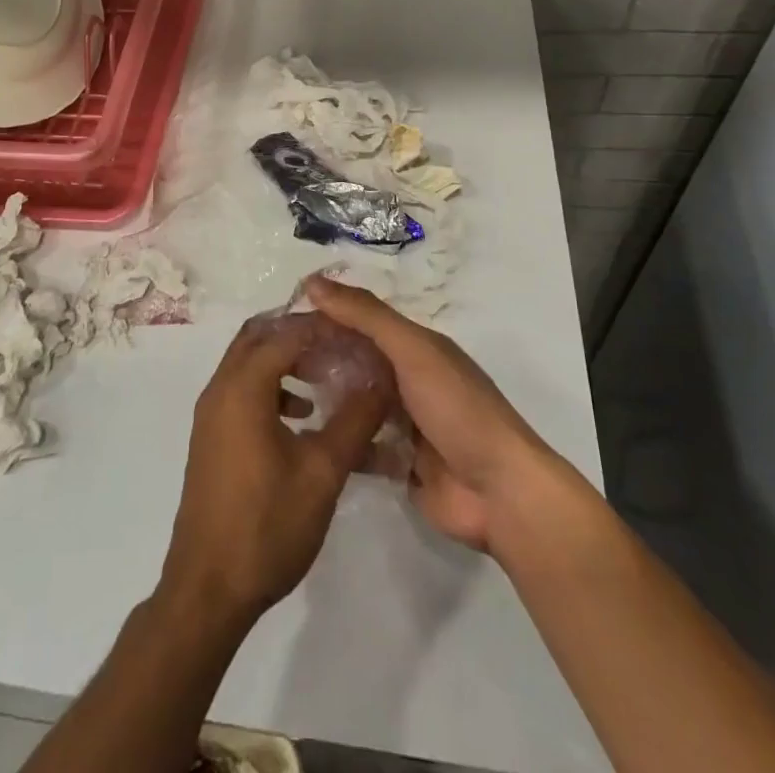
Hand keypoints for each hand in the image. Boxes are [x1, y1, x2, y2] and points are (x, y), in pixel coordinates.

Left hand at [159, 319, 389, 626]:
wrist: (208, 589)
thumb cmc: (267, 525)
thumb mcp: (322, 472)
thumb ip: (355, 420)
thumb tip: (381, 380)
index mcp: (242, 387)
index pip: (285, 333)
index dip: (322, 328)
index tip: (357, 332)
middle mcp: (220, 389)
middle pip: (258, 337)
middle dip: (299, 334)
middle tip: (339, 345)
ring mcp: (210, 414)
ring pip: (247, 363)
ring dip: (284, 360)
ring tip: (326, 377)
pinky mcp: (211, 437)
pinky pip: (241, 390)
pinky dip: (270, 387)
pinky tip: (302, 416)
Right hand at [305, 275, 590, 556]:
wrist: (500, 493)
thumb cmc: (457, 409)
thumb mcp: (412, 350)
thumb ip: (366, 315)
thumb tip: (313, 281)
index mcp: (416, 347)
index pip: (362, 321)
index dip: (326, 317)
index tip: (281, 321)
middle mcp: (408, 379)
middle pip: (356, 361)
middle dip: (321, 358)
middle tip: (274, 363)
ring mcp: (404, 423)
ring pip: (356, 402)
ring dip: (327, 398)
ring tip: (280, 399)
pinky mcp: (398, 463)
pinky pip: (360, 445)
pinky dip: (338, 440)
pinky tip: (303, 439)